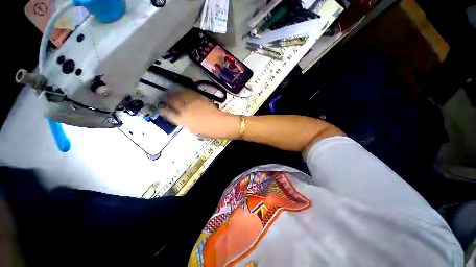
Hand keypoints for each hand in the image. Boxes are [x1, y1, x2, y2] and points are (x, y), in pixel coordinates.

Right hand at [159, 91, 239, 138]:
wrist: (220, 123)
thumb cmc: (208, 131)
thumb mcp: (193, 130)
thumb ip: (185, 123)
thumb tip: (181, 118)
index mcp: (182, 120)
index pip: (168, 113)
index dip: (163, 110)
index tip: (160, 109)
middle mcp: (185, 109)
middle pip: (171, 101)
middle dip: (166, 100)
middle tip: (164, 99)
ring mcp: (192, 102)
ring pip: (179, 95)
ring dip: (173, 94)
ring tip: (171, 93)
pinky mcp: (200, 98)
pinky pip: (189, 93)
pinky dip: (184, 92)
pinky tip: (182, 92)